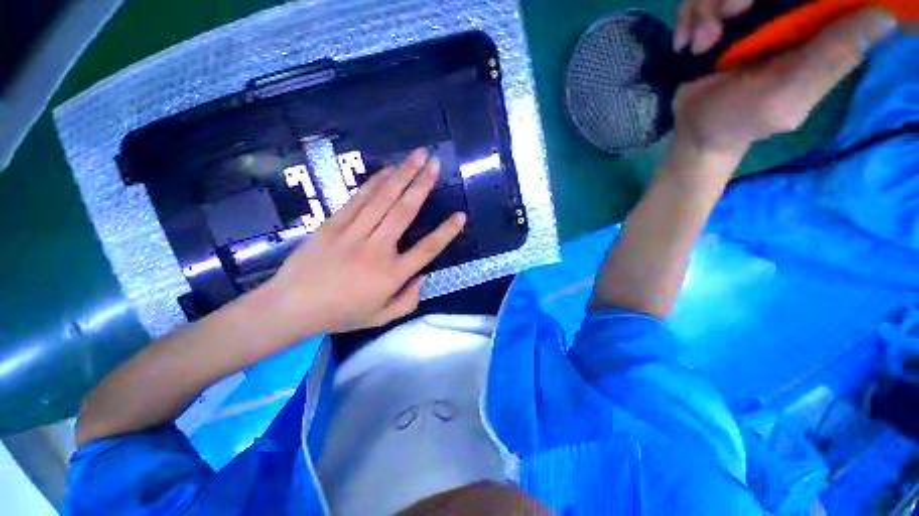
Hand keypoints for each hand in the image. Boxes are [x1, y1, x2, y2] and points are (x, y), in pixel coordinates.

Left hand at [263, 149, 465, 337]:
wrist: (290, 307)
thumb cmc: (340, 314)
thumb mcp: (380, 318)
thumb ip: (408, 301)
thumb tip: (423, 277)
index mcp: (391, 275)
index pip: (427, 249)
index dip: (446, 232)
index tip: (460, 215)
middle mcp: (377, 250)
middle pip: (405, 212)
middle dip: (422, 184)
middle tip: (435, 163)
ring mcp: (353, 234)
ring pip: (383, 199)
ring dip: (402, 175)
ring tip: (417, 156)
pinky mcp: (333, 224)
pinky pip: (359, 199)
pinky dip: (375, 182)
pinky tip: (388, 170)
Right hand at [672, 1, 897, 158]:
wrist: (696, 133)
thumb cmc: (740, 121)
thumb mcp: (789, 96)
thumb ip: (832, 58)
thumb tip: (885, 17)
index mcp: (811, 28)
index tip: (749, 5)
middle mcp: (782, 13)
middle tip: (720, 24)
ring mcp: (746, 16)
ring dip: (704, 10)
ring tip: (699, 45)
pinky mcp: (716, 21)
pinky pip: (698, 0)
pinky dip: (687, 18)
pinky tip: (686, 44)